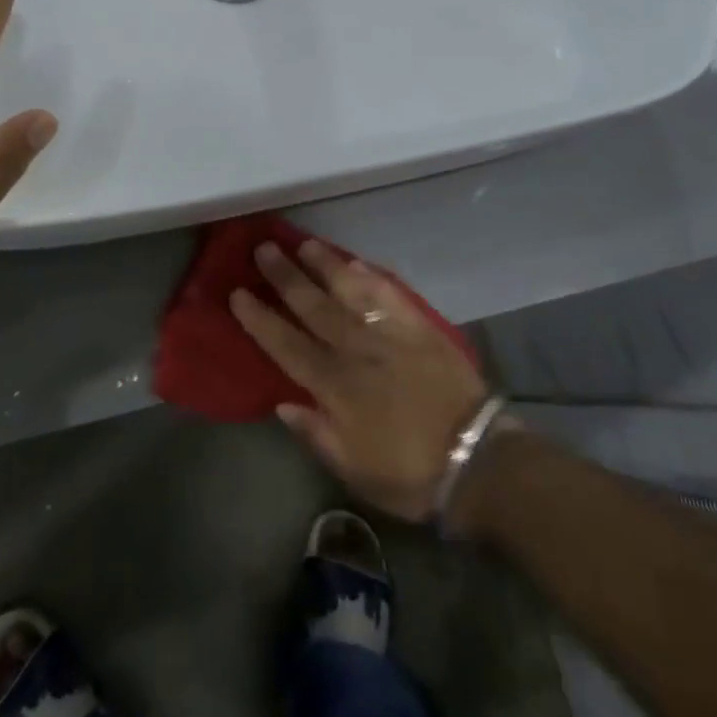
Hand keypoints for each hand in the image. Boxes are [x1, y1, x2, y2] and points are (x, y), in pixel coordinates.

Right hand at [232, 240, 486, 521]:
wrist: (477, 460)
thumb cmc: (409, 473)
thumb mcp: (354, 469)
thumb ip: (316, 432)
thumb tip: (282, 402)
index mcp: (336, 387)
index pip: (287, 345)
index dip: (260, 319)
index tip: (238, 293)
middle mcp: (356, 351)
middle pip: (313, 306)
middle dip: (285, 277)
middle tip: (264, 248)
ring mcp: (389, 334)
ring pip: (349, 290)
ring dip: (324, 265)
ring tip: (304, 243)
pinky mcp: (418, 327)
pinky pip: (388, 294)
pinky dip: (369, 276)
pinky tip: (354, 263)